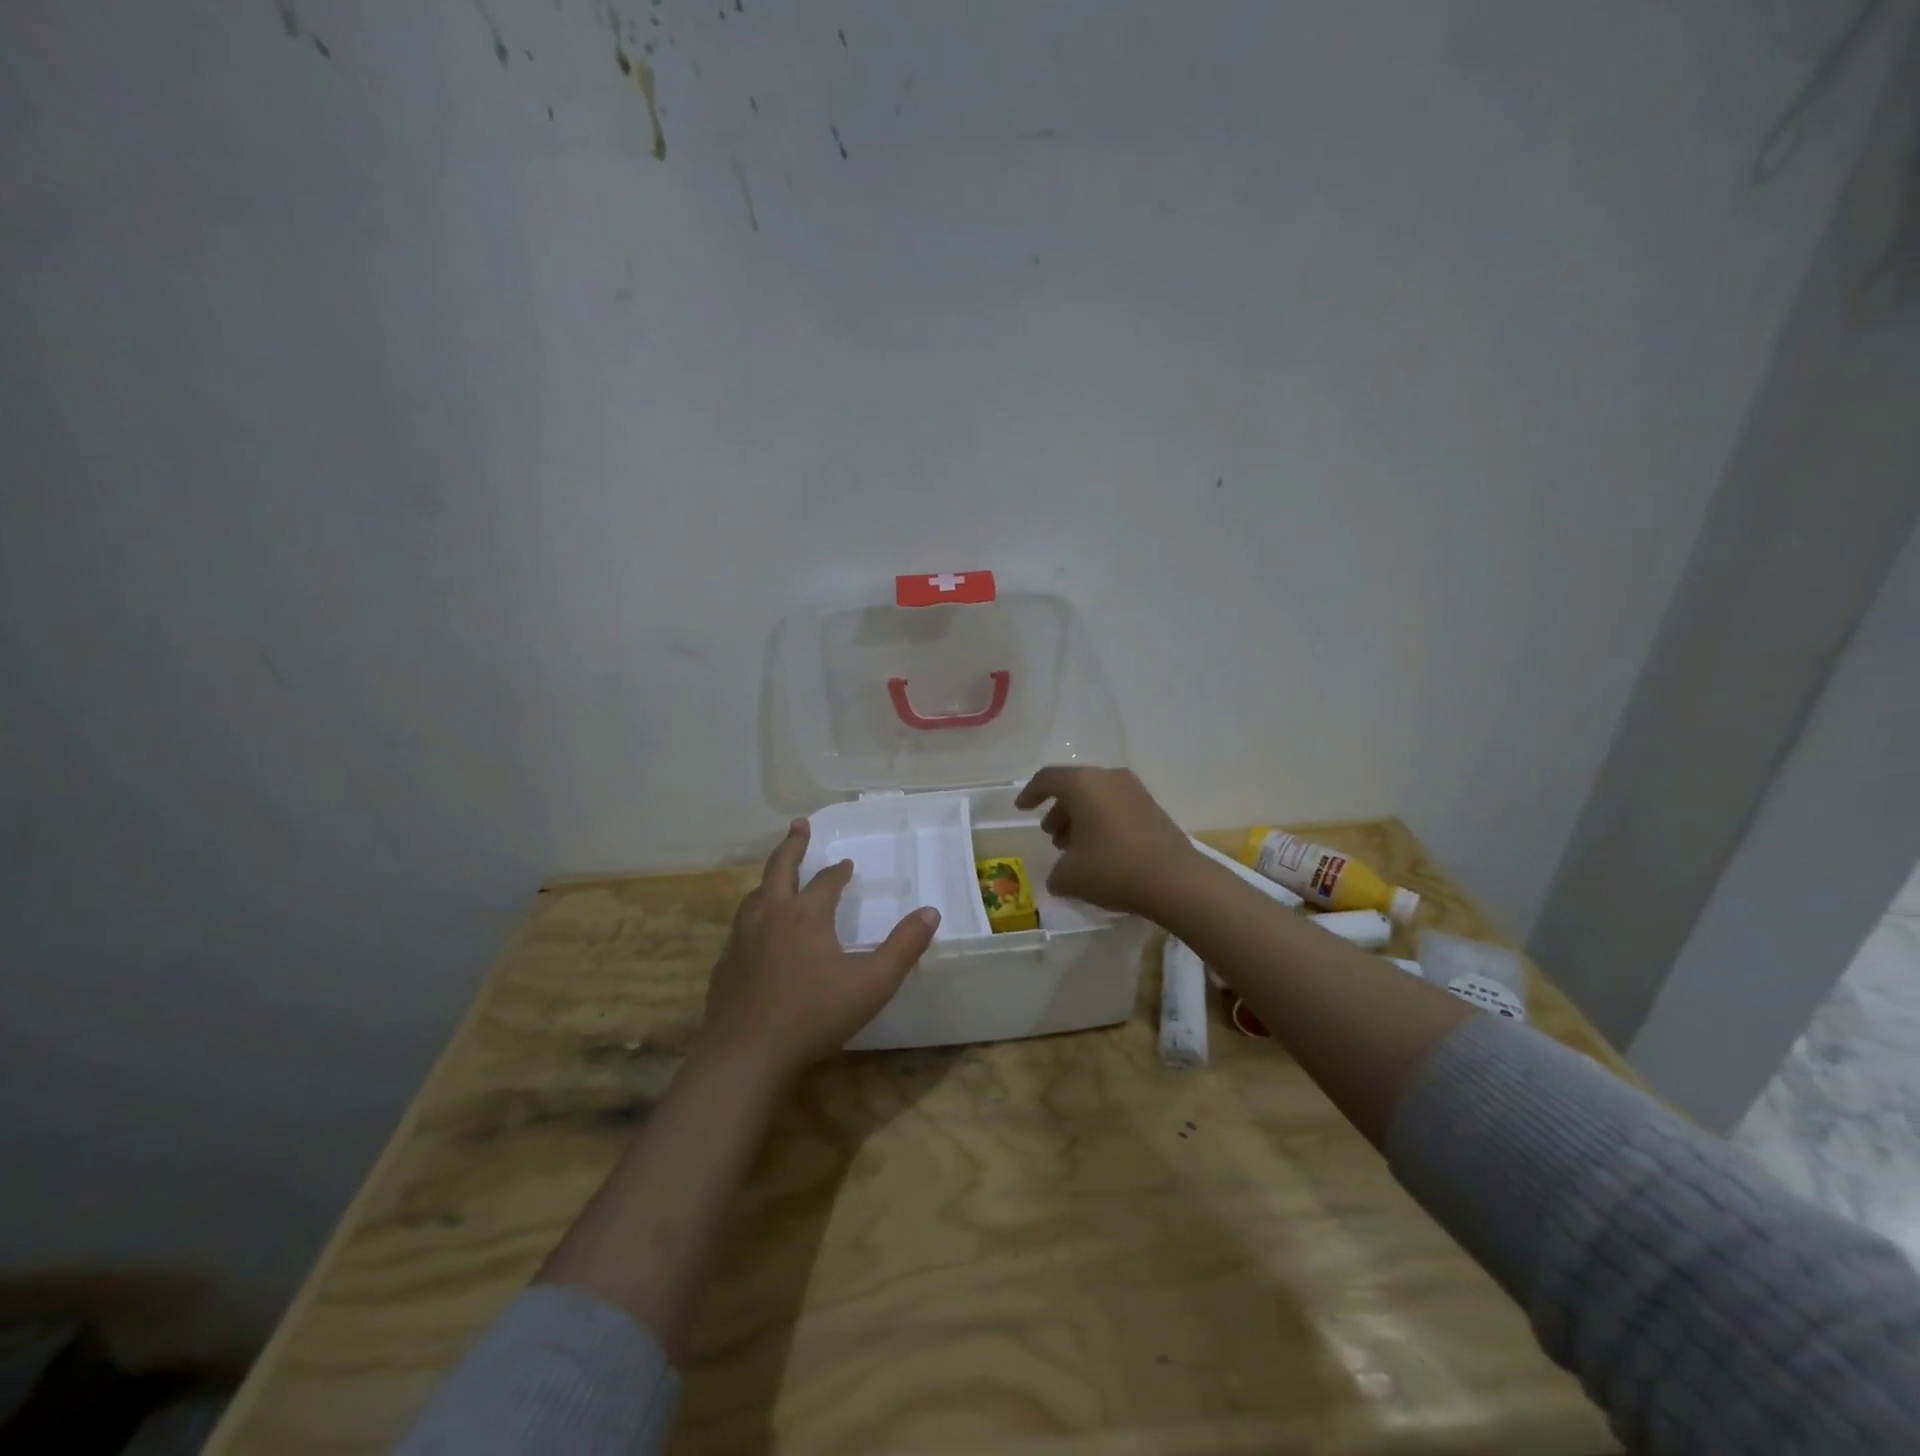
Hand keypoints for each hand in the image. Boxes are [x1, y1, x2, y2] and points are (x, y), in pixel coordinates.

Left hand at [701, 819, 940, 1081]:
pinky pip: (741, 927)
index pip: (826, 882)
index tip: (847, 864)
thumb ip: (903, 947)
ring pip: (755, 895)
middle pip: (780, 868)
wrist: (746, 1055)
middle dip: (792, 845)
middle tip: (799, 825)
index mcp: (806, 915)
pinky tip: (756, 934)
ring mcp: (742, 939)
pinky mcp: (725, 964)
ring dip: (770, 879)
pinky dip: (753, 915)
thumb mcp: (872, 983)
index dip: (839, 871)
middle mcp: (771, 916)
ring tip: (777, 877)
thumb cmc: (814, 1015)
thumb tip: (930, 912)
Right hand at [1015, 766, 1200, 918]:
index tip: (1021, 808)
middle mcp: (1108, 778)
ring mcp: (1135, 791)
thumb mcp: (1070, 877)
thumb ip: (1056, 873)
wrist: (1175, 880)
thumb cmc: (1113, 869)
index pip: (1047, 779)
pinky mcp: (1153, 808)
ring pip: (1097, 798)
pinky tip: (1100, 851)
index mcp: (1083, 784)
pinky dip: (1102, 823)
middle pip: (1074, 788)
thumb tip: (1060, 876)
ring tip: (1074, 849)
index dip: (1030, 793)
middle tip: (1053, 836)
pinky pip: (1116, 808)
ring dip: (1081, 819)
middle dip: (1059, 811)